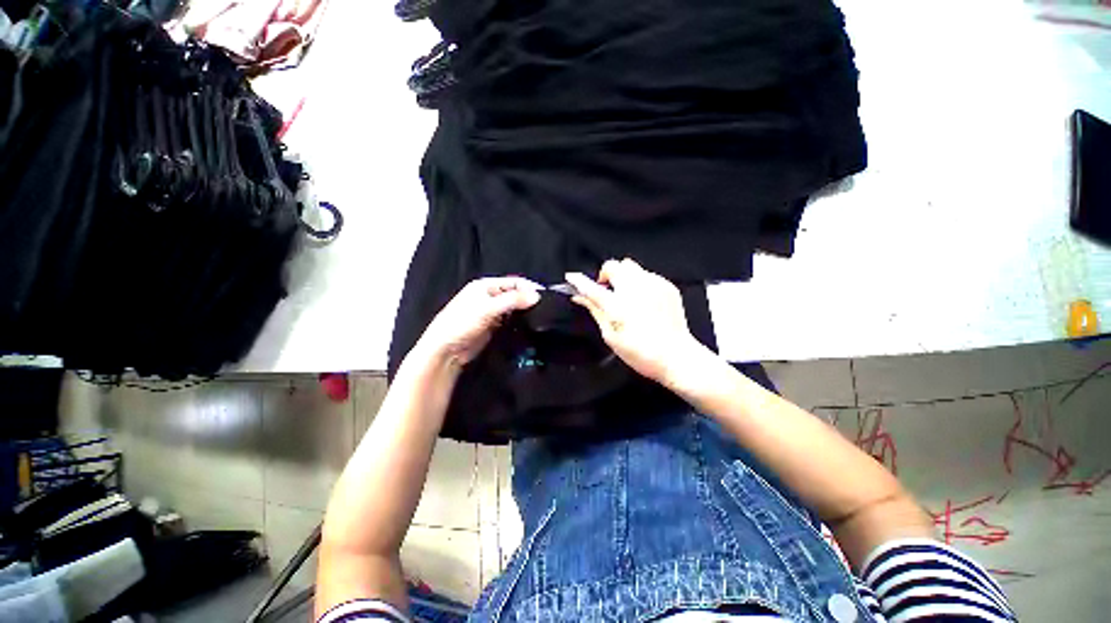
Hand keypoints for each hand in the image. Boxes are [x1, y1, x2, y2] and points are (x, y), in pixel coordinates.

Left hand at [413, 277, 541, 368]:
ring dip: (525, 311)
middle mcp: (489, 296)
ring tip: (541, 317)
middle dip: (528, 299)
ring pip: (514, 308)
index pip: (514, 282)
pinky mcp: (493, 326)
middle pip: (515, 294)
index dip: (529, 287)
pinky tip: (529, 326)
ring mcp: (491, 312)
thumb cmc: (462, 323)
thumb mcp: (488, 309)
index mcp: (485, 285)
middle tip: (546, 308)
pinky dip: (519, 321)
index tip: (546, 297)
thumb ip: (513, 300)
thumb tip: (537, 296)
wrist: (445, 351)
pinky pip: (510, 320)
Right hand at [566, 259, 706, 384]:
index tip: (571, 277)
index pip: (591, 287)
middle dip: (606, 275)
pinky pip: (647, 274)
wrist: (677, 356)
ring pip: (631, 266)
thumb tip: (580, 298)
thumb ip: (595, 311)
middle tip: (607, 291)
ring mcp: (653, 285)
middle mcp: (635, 290)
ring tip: (626, 294)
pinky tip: (644, 300)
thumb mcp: (611, 335)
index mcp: (617, 306)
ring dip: (623, 276)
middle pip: (613, 265)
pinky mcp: (667, 286)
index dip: (578, 280)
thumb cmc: (640, 352)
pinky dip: (640, 282)